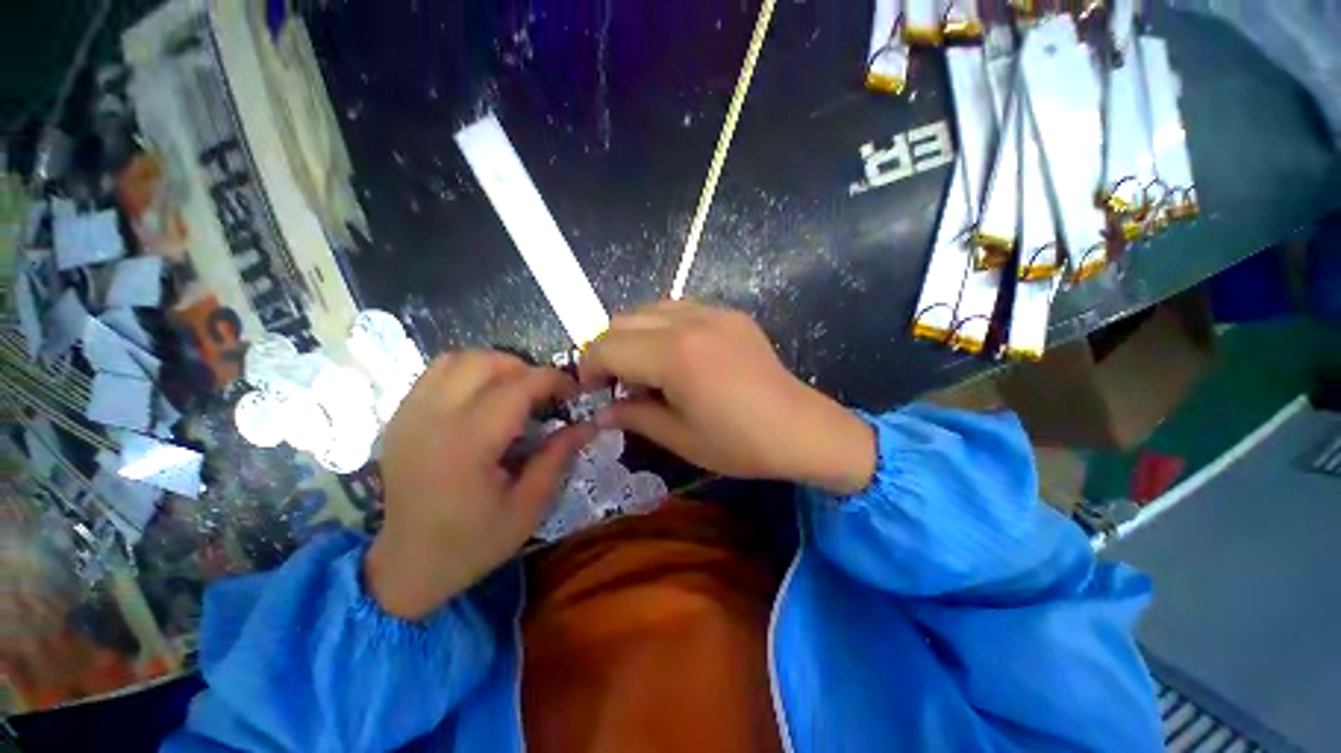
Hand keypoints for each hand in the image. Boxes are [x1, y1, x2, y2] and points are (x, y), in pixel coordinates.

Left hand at [366, 352, 595, 619]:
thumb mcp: (529, 507)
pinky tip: (482, 400)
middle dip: (524, 368)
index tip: (574, 391)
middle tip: (544, 394)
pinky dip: (467, 375)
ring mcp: (409, 415)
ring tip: (514, 391)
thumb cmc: (473, 543)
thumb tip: (588, 424)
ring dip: (494, 366)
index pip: (518, 386)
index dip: (554, 380)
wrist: (406, 567)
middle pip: (484, 361)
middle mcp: (433, 418)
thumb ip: (558, 456)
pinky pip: (435, 374)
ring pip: (456, 359)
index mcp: (468, 444)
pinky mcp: (399, 419)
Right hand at [579, 301, 875, 493]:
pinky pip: (679, 308)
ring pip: (648, 308)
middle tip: (616, 384)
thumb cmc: (740, 443)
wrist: (801, 429)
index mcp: (674, 355)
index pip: (606, 346)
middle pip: (621, 319)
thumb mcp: (679, 437)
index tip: (591, 391)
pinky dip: (662, 327)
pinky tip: (676, 355)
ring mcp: (714, 312)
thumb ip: (633, 416)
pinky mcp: (731, 314)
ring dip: (633, 335)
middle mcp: (690, 321)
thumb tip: (602, 411)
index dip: (588, 368)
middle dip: (607, 350)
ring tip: (645, 368)